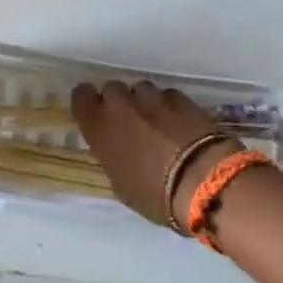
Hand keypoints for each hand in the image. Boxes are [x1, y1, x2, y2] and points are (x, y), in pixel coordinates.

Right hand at [69, 80, 243, 228]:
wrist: (201, 180)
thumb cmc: (154, 194)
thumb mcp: (120, 184)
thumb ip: (112, 155)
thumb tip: (118, 148)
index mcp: (100, 127)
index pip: (81, 96)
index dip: (88, 103)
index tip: (95, 114)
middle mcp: (121, 105)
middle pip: (112, 88)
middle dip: (118, 102)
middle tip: (129, 124)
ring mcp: (153, 98)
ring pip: (141, 89)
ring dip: (144, 103)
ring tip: (157, 124)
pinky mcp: (181, 98)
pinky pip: (167, 95)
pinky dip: (169, 106)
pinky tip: (179, 124)